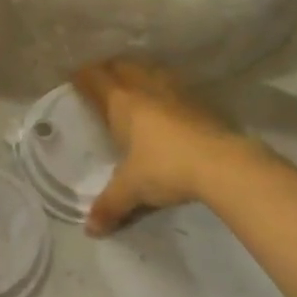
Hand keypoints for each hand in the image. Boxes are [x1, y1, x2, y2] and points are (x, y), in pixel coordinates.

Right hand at [73, 59, 262, 235]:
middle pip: (122, 67)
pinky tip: (166, 98)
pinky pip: (171, 83)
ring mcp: (174, 91)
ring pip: (149, 70)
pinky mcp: (198, 100)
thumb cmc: (165, 168)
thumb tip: (90, 230)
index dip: (83, 76)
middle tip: (101, 77)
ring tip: (133, 81)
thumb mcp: (131, 189)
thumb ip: (110, 205)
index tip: (74, 76)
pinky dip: (162, 85)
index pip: (96, 79)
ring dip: (137, 72)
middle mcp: (145, 88)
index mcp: (121, 102)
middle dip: (108, 69)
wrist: (222, 163)